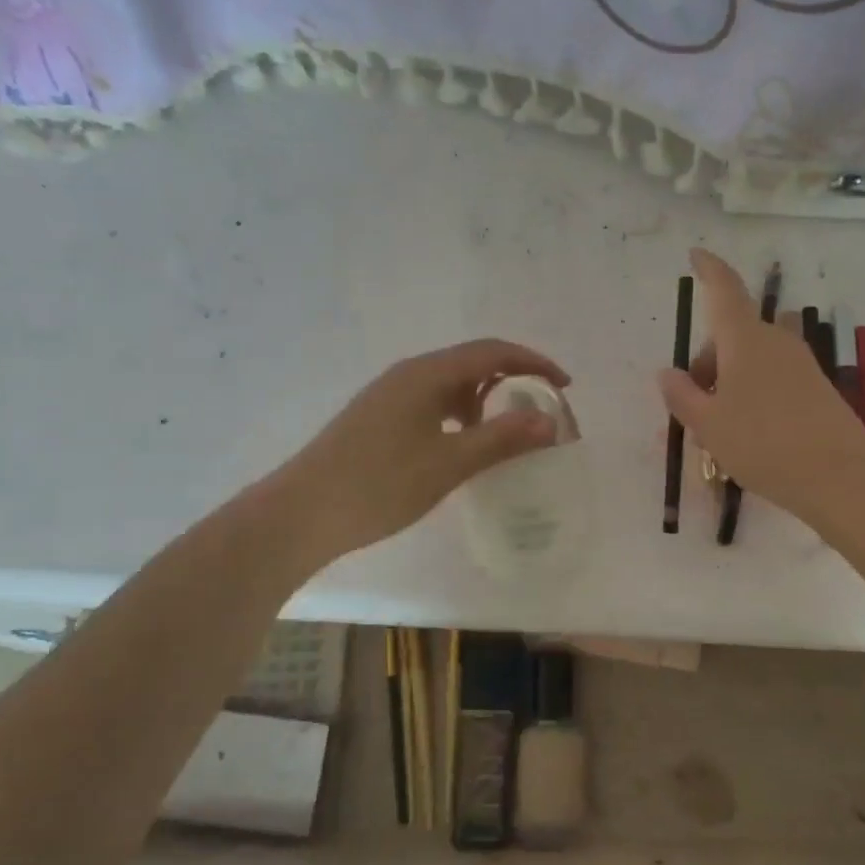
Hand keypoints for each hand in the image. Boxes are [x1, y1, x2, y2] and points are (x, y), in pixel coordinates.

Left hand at [275, 339, 570, 565]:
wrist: (300, 513)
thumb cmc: (378, 485)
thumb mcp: (448, 463)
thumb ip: (502, 438)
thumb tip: (550, 421)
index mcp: (426, 374)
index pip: (492, 351)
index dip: (533, 362)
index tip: (564, 385)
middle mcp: (408, 374)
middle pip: (472, 362)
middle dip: (513, 379)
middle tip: (541, 409)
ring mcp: (390, 395)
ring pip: (451, 384)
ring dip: (486, 398)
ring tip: (507, 430)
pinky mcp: (379, 417)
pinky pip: (432, 402)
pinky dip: (460, 414)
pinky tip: (463, 445)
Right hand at [657, 248, 864, 524]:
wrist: (841, 478)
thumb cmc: (763, 445)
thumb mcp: (709, 425)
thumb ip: (682, 396)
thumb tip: (668, 372)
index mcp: (745, 340)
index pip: (724, 290)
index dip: (709, 269)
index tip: (696, 254)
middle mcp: (775, 341)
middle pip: (731, 335)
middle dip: (706, 361)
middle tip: (692, 406)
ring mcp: (799, 363)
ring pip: (750, 358)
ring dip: (727, 380)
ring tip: (716, 428)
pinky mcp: (815, 386)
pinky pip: (771, 376)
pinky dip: (750, 392)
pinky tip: (746, 432)